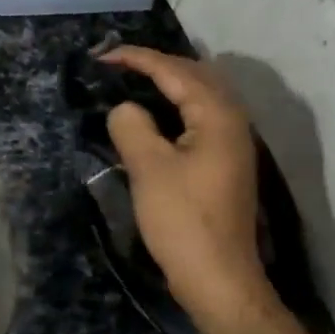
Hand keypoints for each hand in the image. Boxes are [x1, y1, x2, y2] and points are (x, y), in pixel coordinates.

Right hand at [100, 46, 274, 333]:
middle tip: (116, 65)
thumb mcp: (148, 168)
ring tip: (131, 83)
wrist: (218, 277)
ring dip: (167, 84)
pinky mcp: (224, 163)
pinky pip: (198, 118)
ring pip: (199, 97)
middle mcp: (232, 121)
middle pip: (194, 76)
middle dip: (155, 65)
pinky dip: (174, 107)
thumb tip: (124, 109)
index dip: (137, 59)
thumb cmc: (182, 220)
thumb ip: (131, 126)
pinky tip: (153, 118)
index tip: (101, 56)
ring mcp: (232, 143)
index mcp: (217, 115)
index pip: (175, 71)